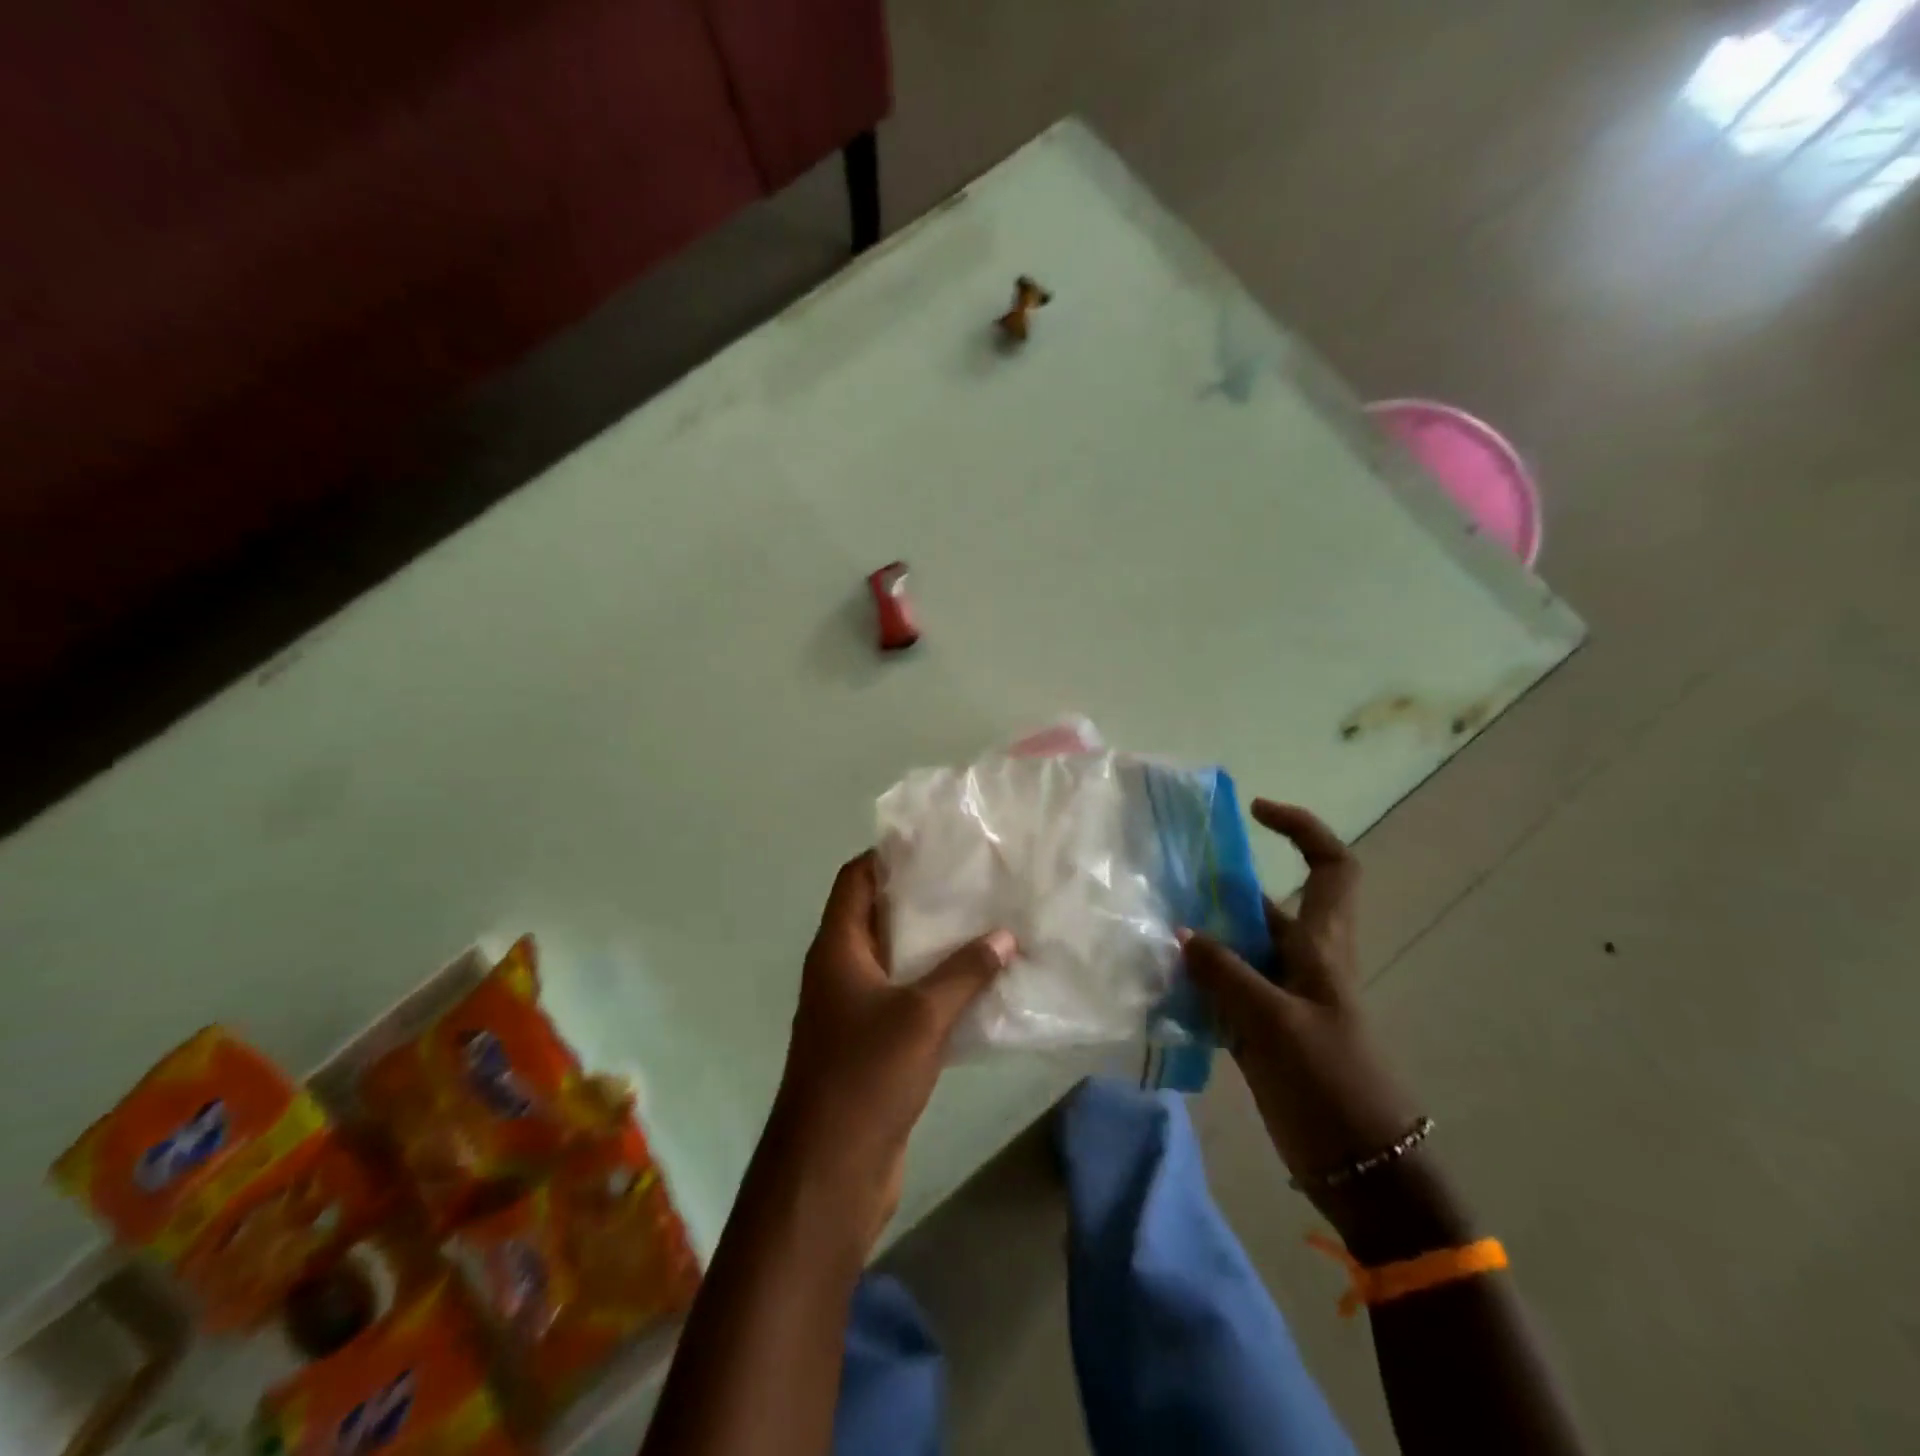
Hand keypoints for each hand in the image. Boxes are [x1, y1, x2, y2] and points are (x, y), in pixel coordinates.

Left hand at [768, 851, 1014, 1249]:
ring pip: (895, 961)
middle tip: (972, 881)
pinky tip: (978, 986)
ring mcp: (854, 1011)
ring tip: (984, 924)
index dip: (887, 856)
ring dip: (933, 946)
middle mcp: (840, 972)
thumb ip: (965, 973)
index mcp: (837, 950)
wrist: (830, 1172)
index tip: (934, 843)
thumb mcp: (921, 1016)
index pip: (855, 880)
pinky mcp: (872, 1046)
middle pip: (878, 916)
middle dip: (921, 898)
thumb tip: (1005, 935)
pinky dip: (936, 988)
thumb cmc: (866, 1076)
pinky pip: (906, 1000)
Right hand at [1181, 800, 1418, 1186]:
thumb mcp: (1276, 1023)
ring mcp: (1279, 995)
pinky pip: (1221, 987)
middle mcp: (1301, 960)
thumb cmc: (1333, 1084)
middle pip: (1263, 903)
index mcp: (1323, 945)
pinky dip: (1193, 979)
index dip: (1301, 829)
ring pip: (1236, 946)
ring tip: (1147, 925)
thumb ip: (1225, 973)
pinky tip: (1156, 982)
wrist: (1362, 1170)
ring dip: (1199, 935)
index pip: (1331, 866)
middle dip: (1218, 885)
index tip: (1254, 812)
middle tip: (1163, 876)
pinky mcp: (1260, 1028)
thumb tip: (1180, 932)